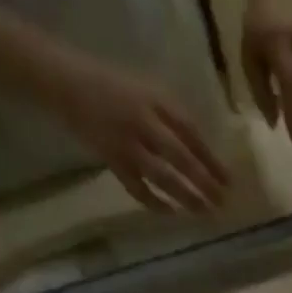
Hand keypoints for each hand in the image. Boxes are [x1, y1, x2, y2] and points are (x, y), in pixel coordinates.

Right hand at [54, 62, 229, 212]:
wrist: (62, 80)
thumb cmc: (110, 85)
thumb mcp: (144, 89)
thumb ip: (170, 116)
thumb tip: (202, 151)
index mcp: (154, 99)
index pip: (191, 132)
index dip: (211, 159)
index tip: (229, 180)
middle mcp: (143, 121)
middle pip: (181, 157)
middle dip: (204, 182)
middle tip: (223, 201)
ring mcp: (126, 143)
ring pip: (163, 176)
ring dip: (186, 196)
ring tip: (205, 212)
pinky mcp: (111, 160)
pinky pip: (137, 188)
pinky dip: (154, 202)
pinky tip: (171, 212)